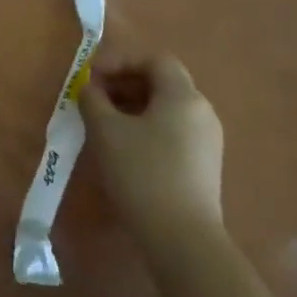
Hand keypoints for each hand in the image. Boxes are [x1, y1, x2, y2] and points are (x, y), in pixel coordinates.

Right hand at [81, 54, 224, 257]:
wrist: (182, 237)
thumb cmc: (142, 173)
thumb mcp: (106, 130)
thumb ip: (93, 99)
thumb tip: (89, 87)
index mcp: (183, 96)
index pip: (154, 59)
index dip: (120, 60)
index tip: (91, 75)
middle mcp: (202, 111)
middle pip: (162, 82)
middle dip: (124, 82)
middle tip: (94, 96)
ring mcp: (208, 139)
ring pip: (167, 107)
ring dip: (133, 105)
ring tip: (103, 121)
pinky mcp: (204, 164)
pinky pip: (173, 129)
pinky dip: (147, 126)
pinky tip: (124, 146)